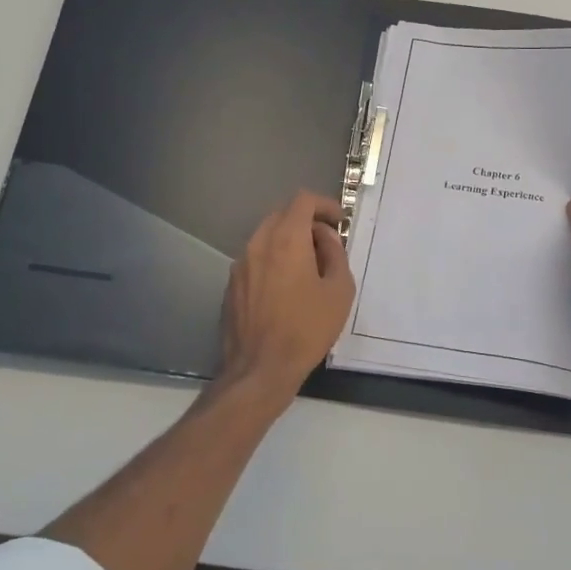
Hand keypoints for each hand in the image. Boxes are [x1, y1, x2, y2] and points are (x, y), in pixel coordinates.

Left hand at [218, 191, 355, 403]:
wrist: (260, 369)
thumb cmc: (307, 329)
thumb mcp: (339, 290)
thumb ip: (336, 254)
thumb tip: (325, 238)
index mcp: (286, 239)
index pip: (303, 200)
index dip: (324, 204)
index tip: (339, 221)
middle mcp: (258, 243)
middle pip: (282, 214)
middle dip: (306, 221)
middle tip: (326, 244)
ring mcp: (240, 264)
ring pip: (266, 236)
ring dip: (288, 241)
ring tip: (308, 267)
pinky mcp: (231, 285)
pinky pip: (255, 259)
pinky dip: (273, 259)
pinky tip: (286, 287)